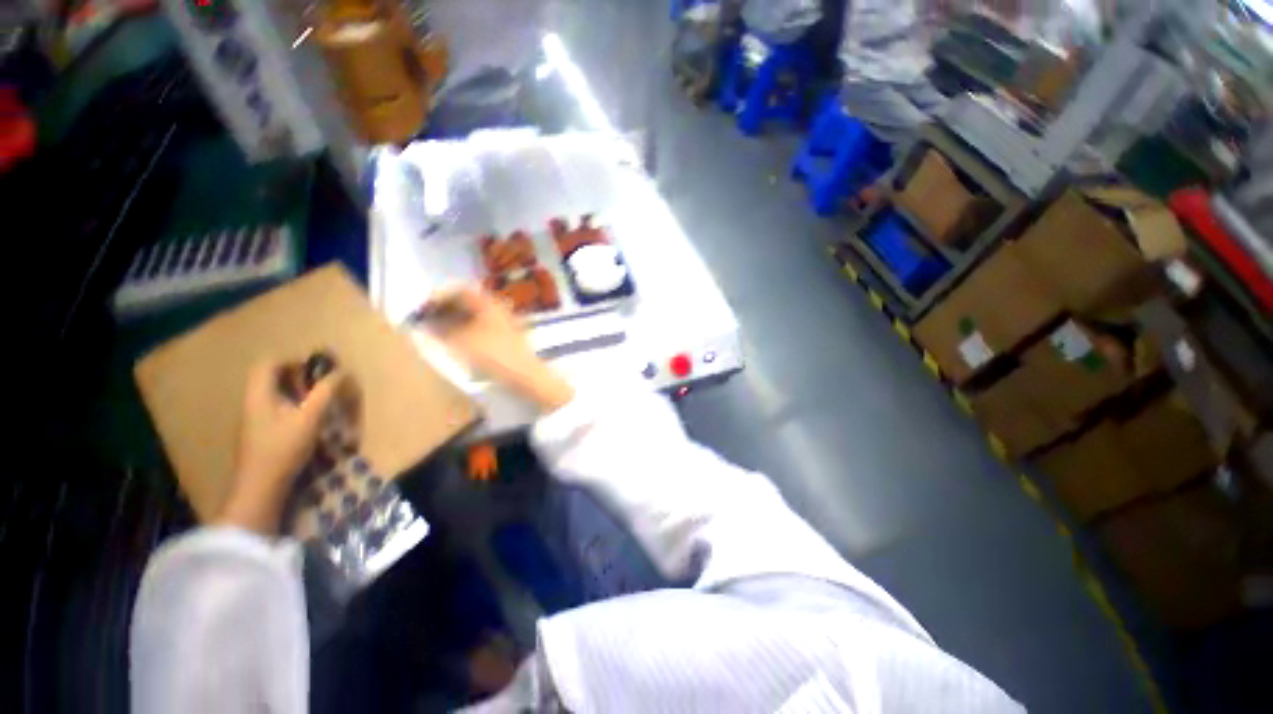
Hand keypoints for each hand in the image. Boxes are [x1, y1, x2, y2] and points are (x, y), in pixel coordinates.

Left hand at [215, 360, 341, 533]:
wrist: (260, 487)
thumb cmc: (283, 448)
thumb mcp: (309, 418)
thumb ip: (325, 393)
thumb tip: (342, 372)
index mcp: (259, 394)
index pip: (268, 363)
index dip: (292, 360)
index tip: (316, 368)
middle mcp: (252, 401)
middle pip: (270, 377)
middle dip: (297, 376)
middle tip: (320, 384)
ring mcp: (254, 418)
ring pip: (274, 393)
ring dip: (297, 391)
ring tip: (318, 401)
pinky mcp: (260, 432)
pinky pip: (276, 408)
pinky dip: (293, 406)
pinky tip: (308, 419)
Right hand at [420, 285, 573, 411]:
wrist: (525, 375)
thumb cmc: (493, 353)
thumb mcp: (460, 341)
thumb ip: (439, 329)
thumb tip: (424, 323)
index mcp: (487, 302)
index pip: (459, 290)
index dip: (438, 297)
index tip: (423, 308)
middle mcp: (498, 308)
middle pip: (468, 302)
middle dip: (446, 309)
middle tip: (428, 320)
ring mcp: (504, 323)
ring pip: (475, 316)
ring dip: (455, 321)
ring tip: (439, 333)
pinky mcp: (507, 338)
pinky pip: (482, 328)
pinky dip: (467, 331)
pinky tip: (458, 344)